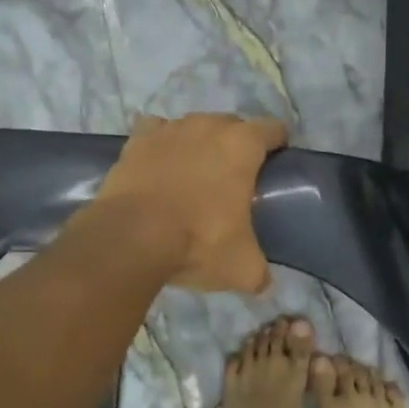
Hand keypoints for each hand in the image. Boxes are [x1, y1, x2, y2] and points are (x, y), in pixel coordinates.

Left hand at [96, 112, 288, 292]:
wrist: (130, 237)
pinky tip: (158, 165)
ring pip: (193, 126)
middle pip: (232, 125)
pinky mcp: (136, 140)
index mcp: (242, 146)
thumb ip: (258, 270)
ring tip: (194, 174)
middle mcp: (208, 126)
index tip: (275, 165)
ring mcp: (169, 129)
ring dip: (198, 143)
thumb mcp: (241, 267)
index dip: (277, 145)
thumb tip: (262, 282)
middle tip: (234, 178)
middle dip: (236, 144)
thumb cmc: (198, 242)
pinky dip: (160, 144)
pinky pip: (155, 131)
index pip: (273, 129)